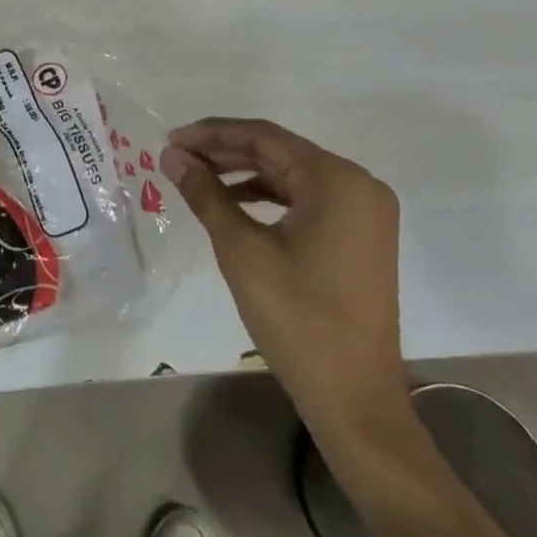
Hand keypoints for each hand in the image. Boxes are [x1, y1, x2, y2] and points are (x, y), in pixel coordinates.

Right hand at [161, 118, 408, 436]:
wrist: (356, 402)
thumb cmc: (298, 321)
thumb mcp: (242, 252)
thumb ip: (206, 195)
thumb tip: (172, 156)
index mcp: (337, 179)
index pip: (265, 137)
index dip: (213, 134)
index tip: (172, 138)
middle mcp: (358, 183)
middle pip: (280, 152)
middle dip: (226, 153)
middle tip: (178, 157)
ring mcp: (364, 210)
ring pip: (292, 175)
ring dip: (244, 174)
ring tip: (197, 178)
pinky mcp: (360, 234)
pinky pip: (307, 199)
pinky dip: (269, 198)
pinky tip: (233, 204)